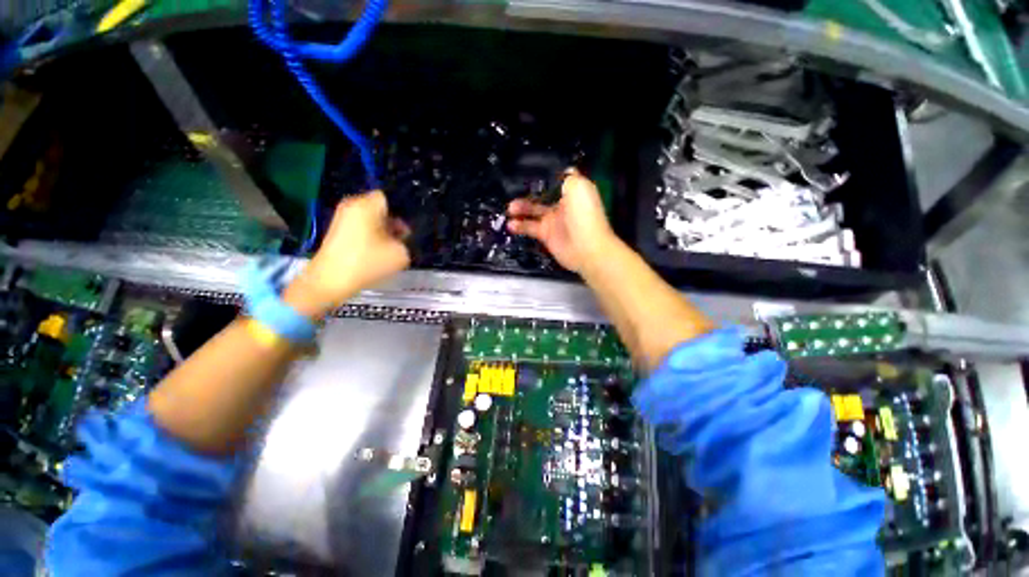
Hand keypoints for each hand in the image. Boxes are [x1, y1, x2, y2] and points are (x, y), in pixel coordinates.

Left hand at [284, 191, 409, 317]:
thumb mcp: (400, 253)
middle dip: (393, 221)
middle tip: (403, 238)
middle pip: (380, 208)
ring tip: (391, 247)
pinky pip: (361, 227)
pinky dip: (371, 236)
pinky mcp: (338, 231)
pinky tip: (377, 252)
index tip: (409, 227)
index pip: (389, 197)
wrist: (330, 281)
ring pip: (371, 218)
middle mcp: (352, 205)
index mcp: (367, 205)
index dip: (402, 211)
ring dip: (383, 230)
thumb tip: (400, 236)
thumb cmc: (367, 263)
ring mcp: (342, 218)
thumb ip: (406, 240)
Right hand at [507, 169, 616, 272]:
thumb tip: (563, 171)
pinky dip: (520, 226)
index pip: (555, 180)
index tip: (528, 172)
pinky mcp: (546, 235)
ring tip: (509, 209)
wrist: (586, 248)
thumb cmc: (584, 215)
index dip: (543, 176)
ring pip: (533, 211)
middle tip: (514, 191)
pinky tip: (511, 224)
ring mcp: (553, 220)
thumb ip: (567, 177)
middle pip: (541, 195)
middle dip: (528, 193)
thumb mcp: (579, 186)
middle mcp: (562, 204)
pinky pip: (530, 227)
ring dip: (521, 208)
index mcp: (572, 191)